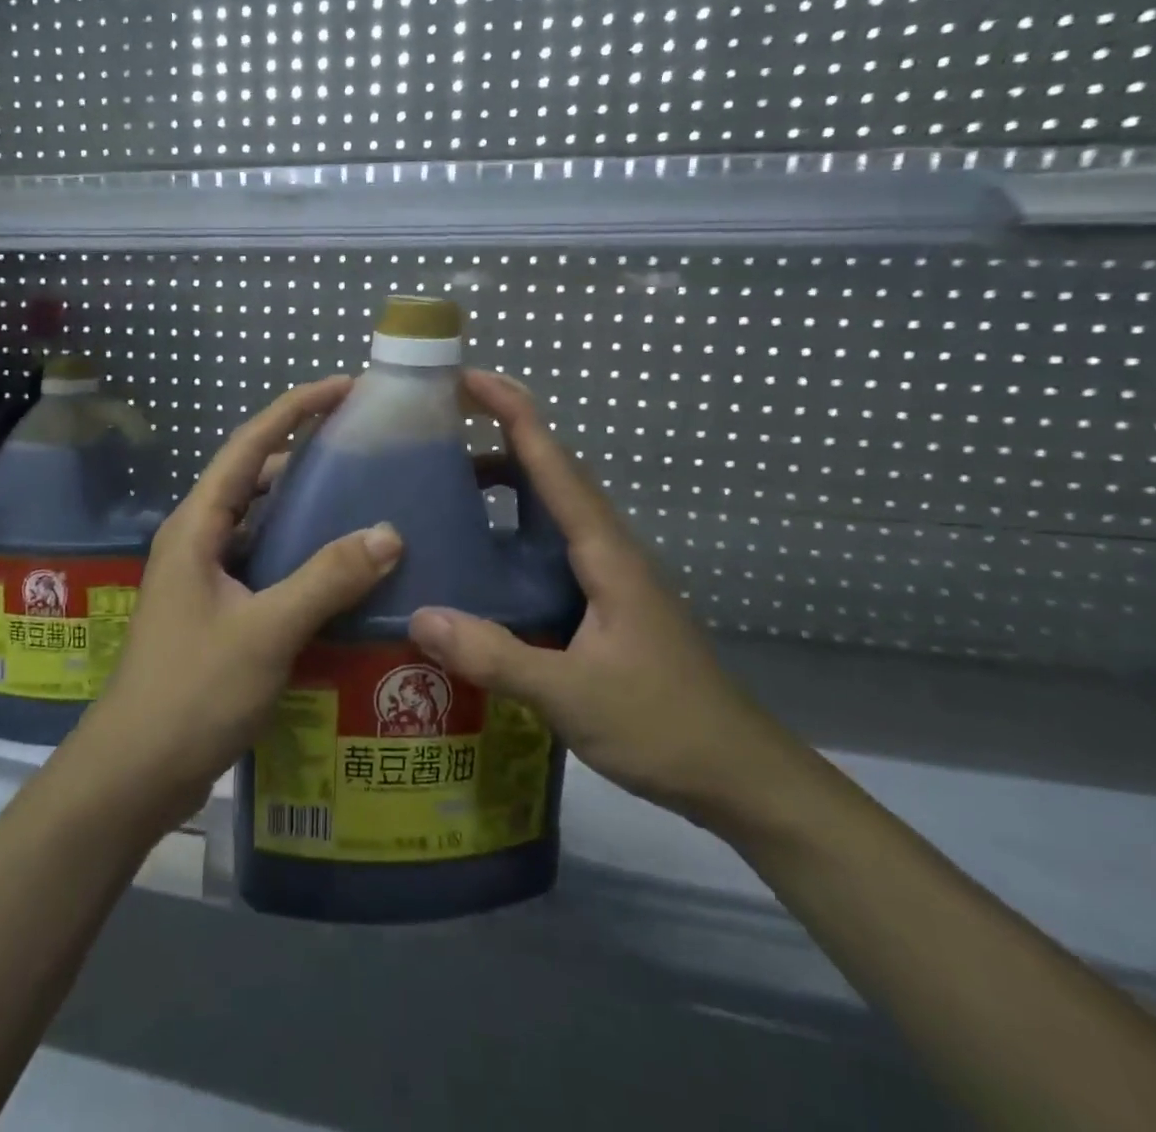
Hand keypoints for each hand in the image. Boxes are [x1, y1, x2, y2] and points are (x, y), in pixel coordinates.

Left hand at [81, 376, 402, 827]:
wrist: (134, 772)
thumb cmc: (191, 692)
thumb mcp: (265, 631)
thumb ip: (326, 578)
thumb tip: (388, 532)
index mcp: (197, 526)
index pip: (249, 445)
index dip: (295, 409)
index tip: (345, 387)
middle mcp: (197, 540)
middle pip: (254, 477)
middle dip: (304, 451)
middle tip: (363, 444)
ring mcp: (204, 578)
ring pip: (260, 523)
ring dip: (303, 506)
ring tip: (360, 497)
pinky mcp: (216, 612)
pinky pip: (264, 564)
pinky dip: (299, 554)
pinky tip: (338, 568)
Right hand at [407, 370, 790, 820]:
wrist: (738, 775)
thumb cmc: (664, 725)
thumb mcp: (573, 695)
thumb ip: (495, 656)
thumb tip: (418, 615)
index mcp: (605, 552)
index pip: (553, 463)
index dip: (512, 413)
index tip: (467, 379)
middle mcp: (607, 549)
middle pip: (552, 473)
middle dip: (500, 436)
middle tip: (436, 430)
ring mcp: (607, 576)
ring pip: (550, 510)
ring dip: (505, 485)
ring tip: (445, 488)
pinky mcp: (601, 604)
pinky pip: (548, 548)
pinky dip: (511, 532)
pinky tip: (478, 560)